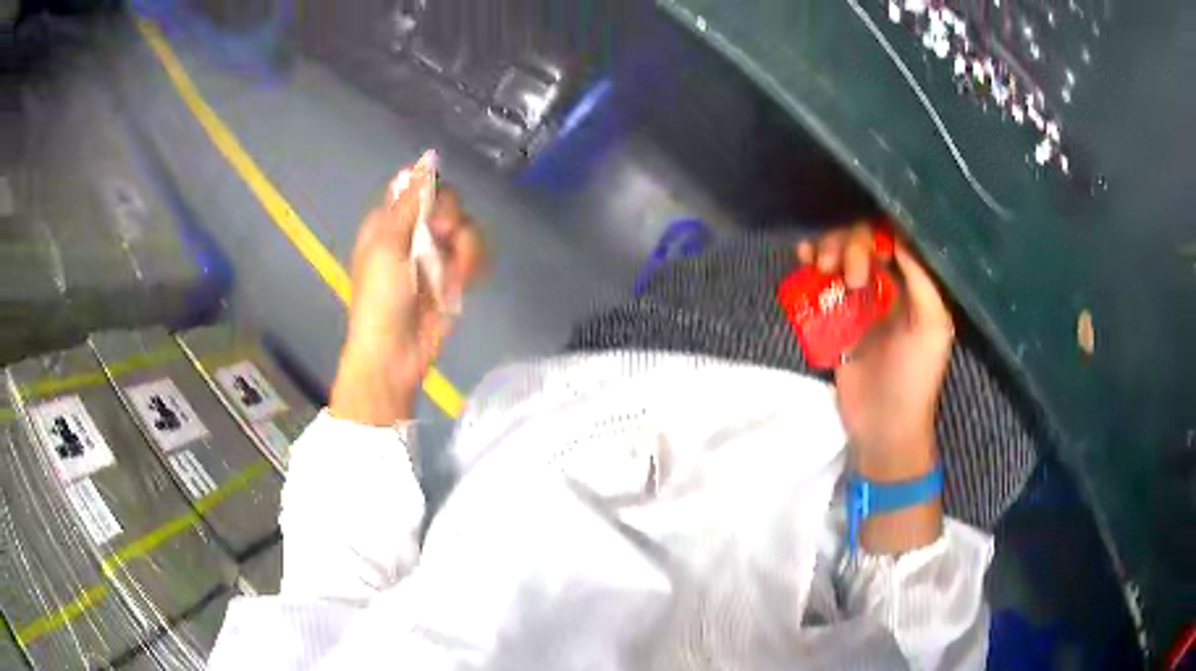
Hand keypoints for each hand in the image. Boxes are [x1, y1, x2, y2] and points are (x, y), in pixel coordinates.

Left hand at [330, 152, 484, 426]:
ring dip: (465, 249)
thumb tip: (425, 159)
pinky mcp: (454, 275)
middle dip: (451, 220)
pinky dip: (473, 267)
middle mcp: (414, 233)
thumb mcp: (387, 246)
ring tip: (453, 275)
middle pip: (448, 204)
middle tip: (443, 238)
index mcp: (389, 222)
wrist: (396, 352)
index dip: (432, 192)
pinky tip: (462, 284)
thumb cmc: (380, 299)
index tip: (432, 208)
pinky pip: (475, 255)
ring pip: (467, 229)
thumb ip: (408, 203)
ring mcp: (436, 255)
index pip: (419, 186)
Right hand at [797, 222, 953, 480]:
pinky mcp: (834, 317)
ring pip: (839, 254)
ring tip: (819, 266)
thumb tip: (896, 236)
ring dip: (827, 248)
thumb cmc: (916, 377)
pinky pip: (821, 280)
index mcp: (913, 284)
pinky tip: (804, 261)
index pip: (893, 238)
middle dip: (850, 245)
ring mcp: (858, 300)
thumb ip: (921, 279)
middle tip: (848, 276)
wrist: (883, 424)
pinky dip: (810, 265)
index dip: (878, 233)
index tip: (870, 251)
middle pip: (863, 242)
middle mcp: (886, 285)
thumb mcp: (932, 326)